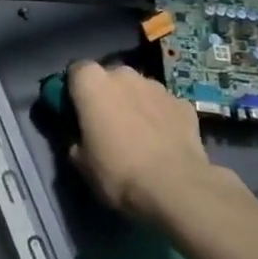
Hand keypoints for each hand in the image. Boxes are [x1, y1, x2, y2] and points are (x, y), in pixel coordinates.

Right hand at [67, 62, 243, 225]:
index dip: (74, 90)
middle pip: (109, 77)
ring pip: (138, 89)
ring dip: (134, 103)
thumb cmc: (117, 171)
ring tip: (138, 134)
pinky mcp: (183, 103)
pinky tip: (162, 140)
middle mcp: (123, 74)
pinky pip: (163, 105)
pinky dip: (159, 116)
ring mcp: (157, 86)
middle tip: (106, 123)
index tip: (75, 111)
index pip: (75, 70)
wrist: (176, 187)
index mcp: (91, 82)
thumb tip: (79, 138)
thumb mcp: (80, 162)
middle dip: (106, 94)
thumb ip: (74, 139)